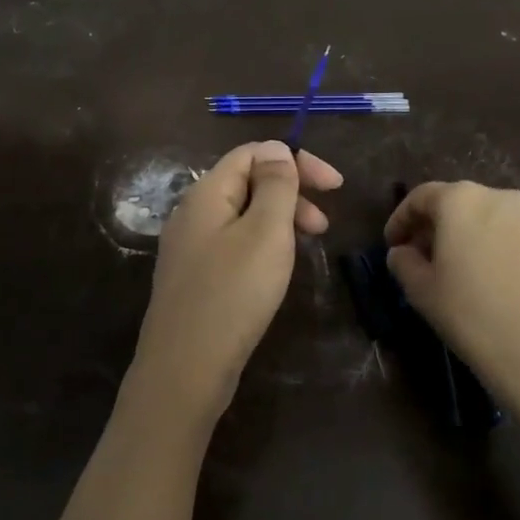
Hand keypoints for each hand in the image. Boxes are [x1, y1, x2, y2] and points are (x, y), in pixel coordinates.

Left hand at [128, 141, 342, 420]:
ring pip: (242, 217)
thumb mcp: (265, 232)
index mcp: (205, 194)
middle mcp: (192, 214)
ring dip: (280, 221)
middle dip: (291, 194)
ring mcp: (190, 248)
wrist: (185, 369)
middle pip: (246, 183)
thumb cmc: (232, 294)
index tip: (335, 186)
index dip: (296, 161)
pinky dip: (263, 246)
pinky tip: (276, 270)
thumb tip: (277, 149)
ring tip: (306, 248)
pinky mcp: (195, 278)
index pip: (251, 154)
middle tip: (323, 226)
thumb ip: (275, 185)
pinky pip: (234, 245)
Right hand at [384, 181, 519, 412]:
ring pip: (485, 220)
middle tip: (418, 256)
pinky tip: (485, 281)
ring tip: (452, 270)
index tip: (391, 245)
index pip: (421, 197)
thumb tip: (402, 252)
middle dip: (433, 227)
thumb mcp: (420, 290)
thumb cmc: (469, 314)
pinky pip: (509, 238)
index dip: (400, 220)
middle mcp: (499, 199)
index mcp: (462, 200)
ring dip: (464, 237)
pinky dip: (490, 249)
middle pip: (456, 203)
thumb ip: (403, 262)